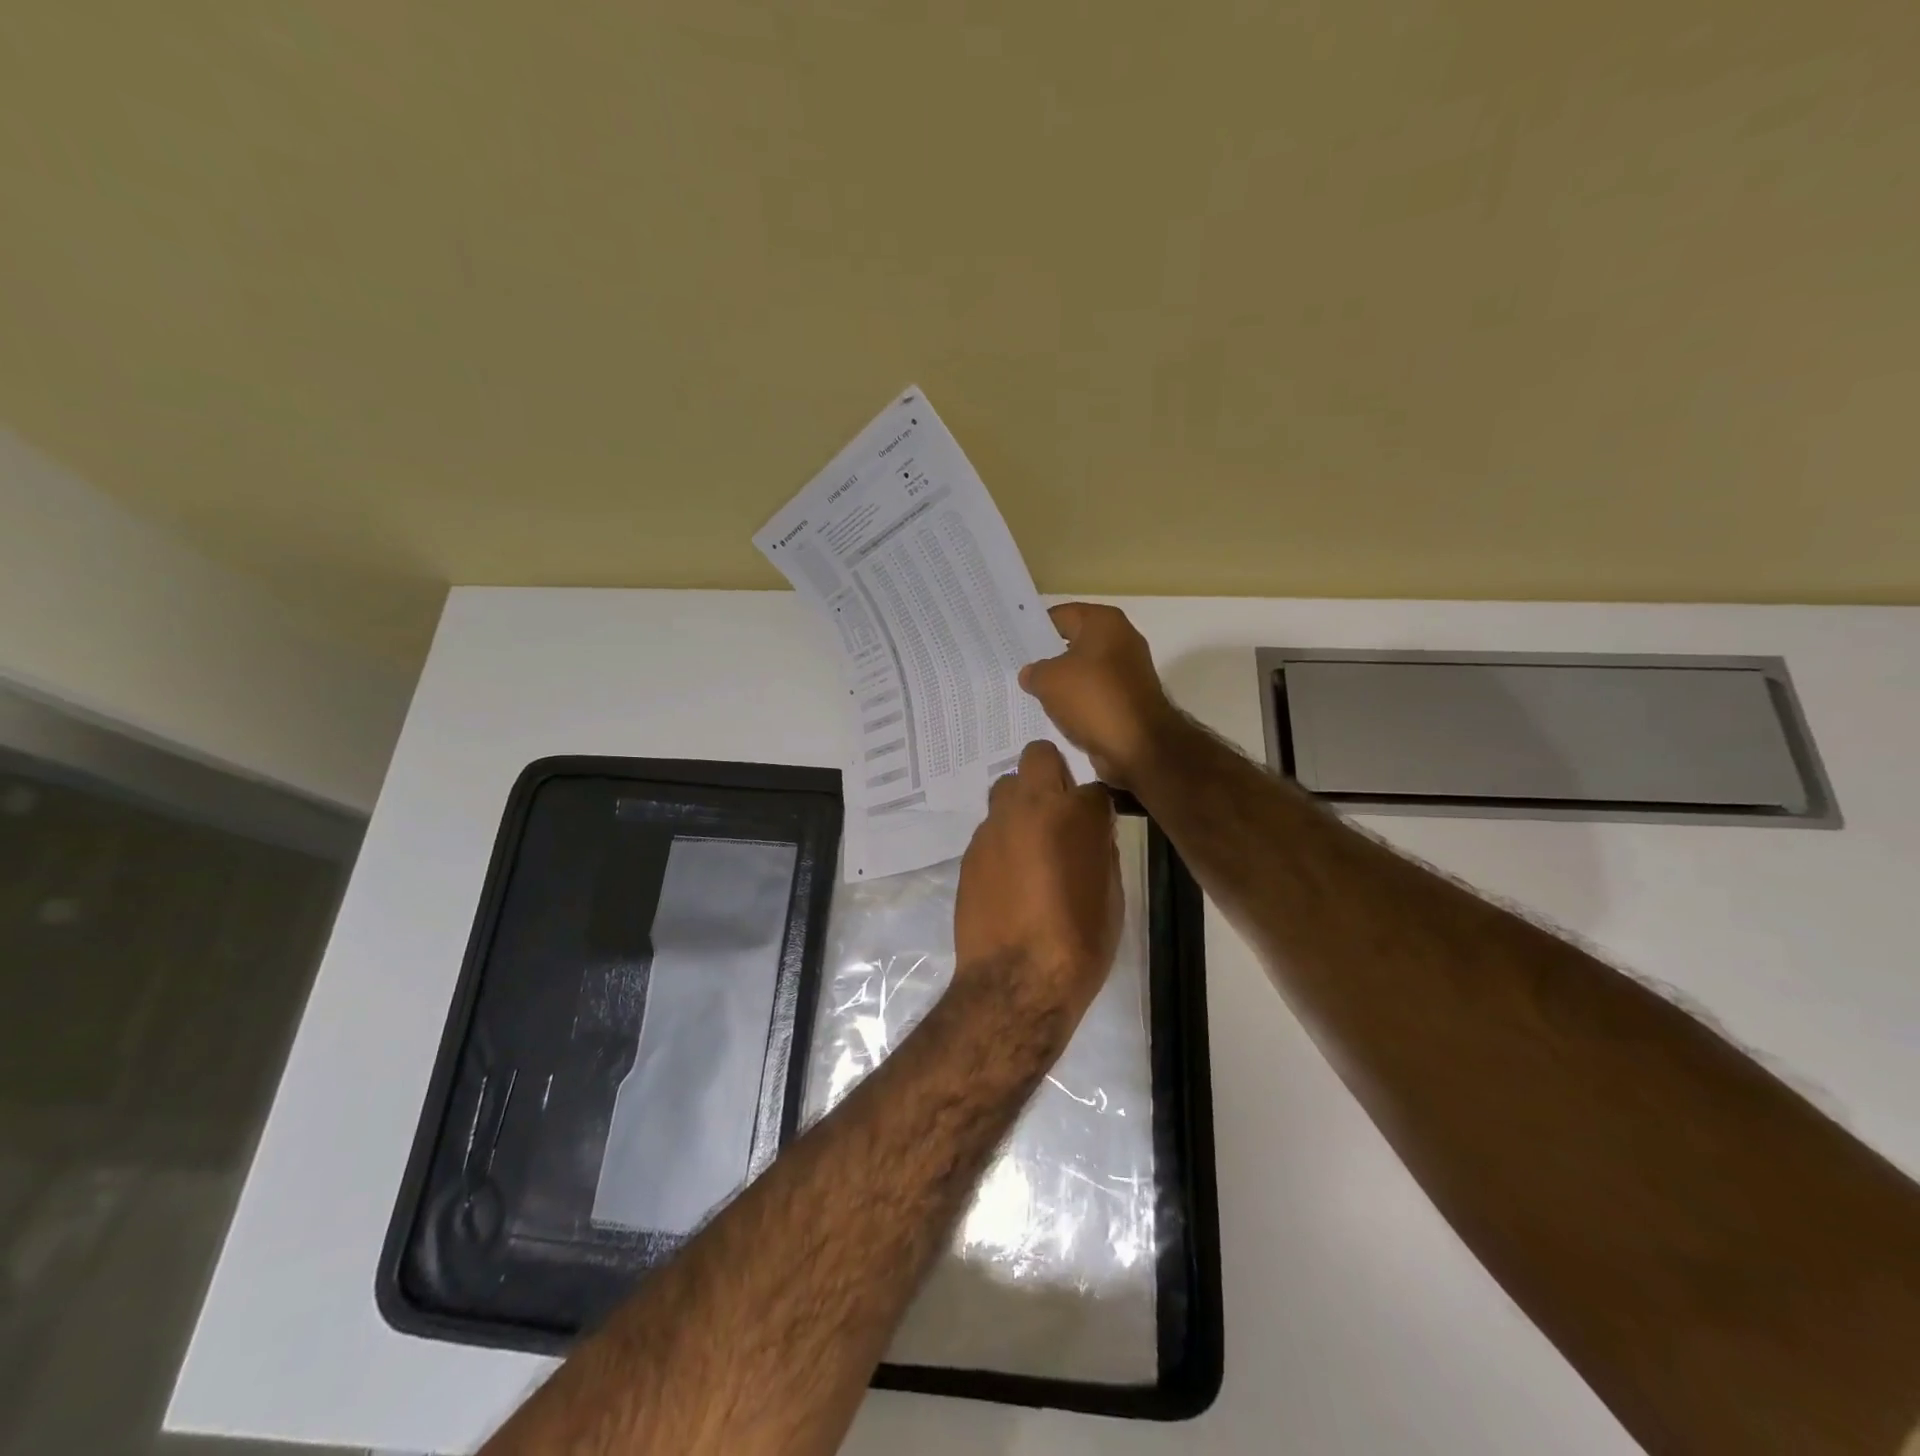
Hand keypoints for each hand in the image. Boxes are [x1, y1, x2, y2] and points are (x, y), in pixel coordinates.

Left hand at [954, 740, 1121, 1018]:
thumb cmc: (1080, 941)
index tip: (1097, 829)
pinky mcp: (970, 851)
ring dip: (1021, 805)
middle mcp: (1031, 807)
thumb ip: (1100, 850)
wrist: (1017, 981)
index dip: (1097, 809)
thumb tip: (1091, 835)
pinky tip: (1009, 876)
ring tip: (1030, 845)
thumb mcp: (1111, 895)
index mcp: (1076, 814)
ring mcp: (994, 827)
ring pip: (1005, 788)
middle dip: (1051, 775)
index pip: (1094, 788)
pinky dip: (1002, 840)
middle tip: (1058, 814)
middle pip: (1038, 757)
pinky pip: (989, 828)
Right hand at [1018, 604, 1181, 789]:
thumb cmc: (1092, 699)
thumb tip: (1031, 674)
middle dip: (1047, 656)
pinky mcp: (1129, 698)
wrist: (1138, 745)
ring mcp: (1128, 670)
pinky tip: (1056, 712)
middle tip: (1017, 667)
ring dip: (1063, 682)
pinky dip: (1078, 701)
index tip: (1013, 642)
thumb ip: (1034, 671)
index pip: (1060, 616)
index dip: (1035, 628)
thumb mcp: (1048, 680)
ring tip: (1031, 692)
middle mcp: (1121, 639)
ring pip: (1084, 670)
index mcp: (1104, 622)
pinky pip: (1095, 693)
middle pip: (1074, 642)